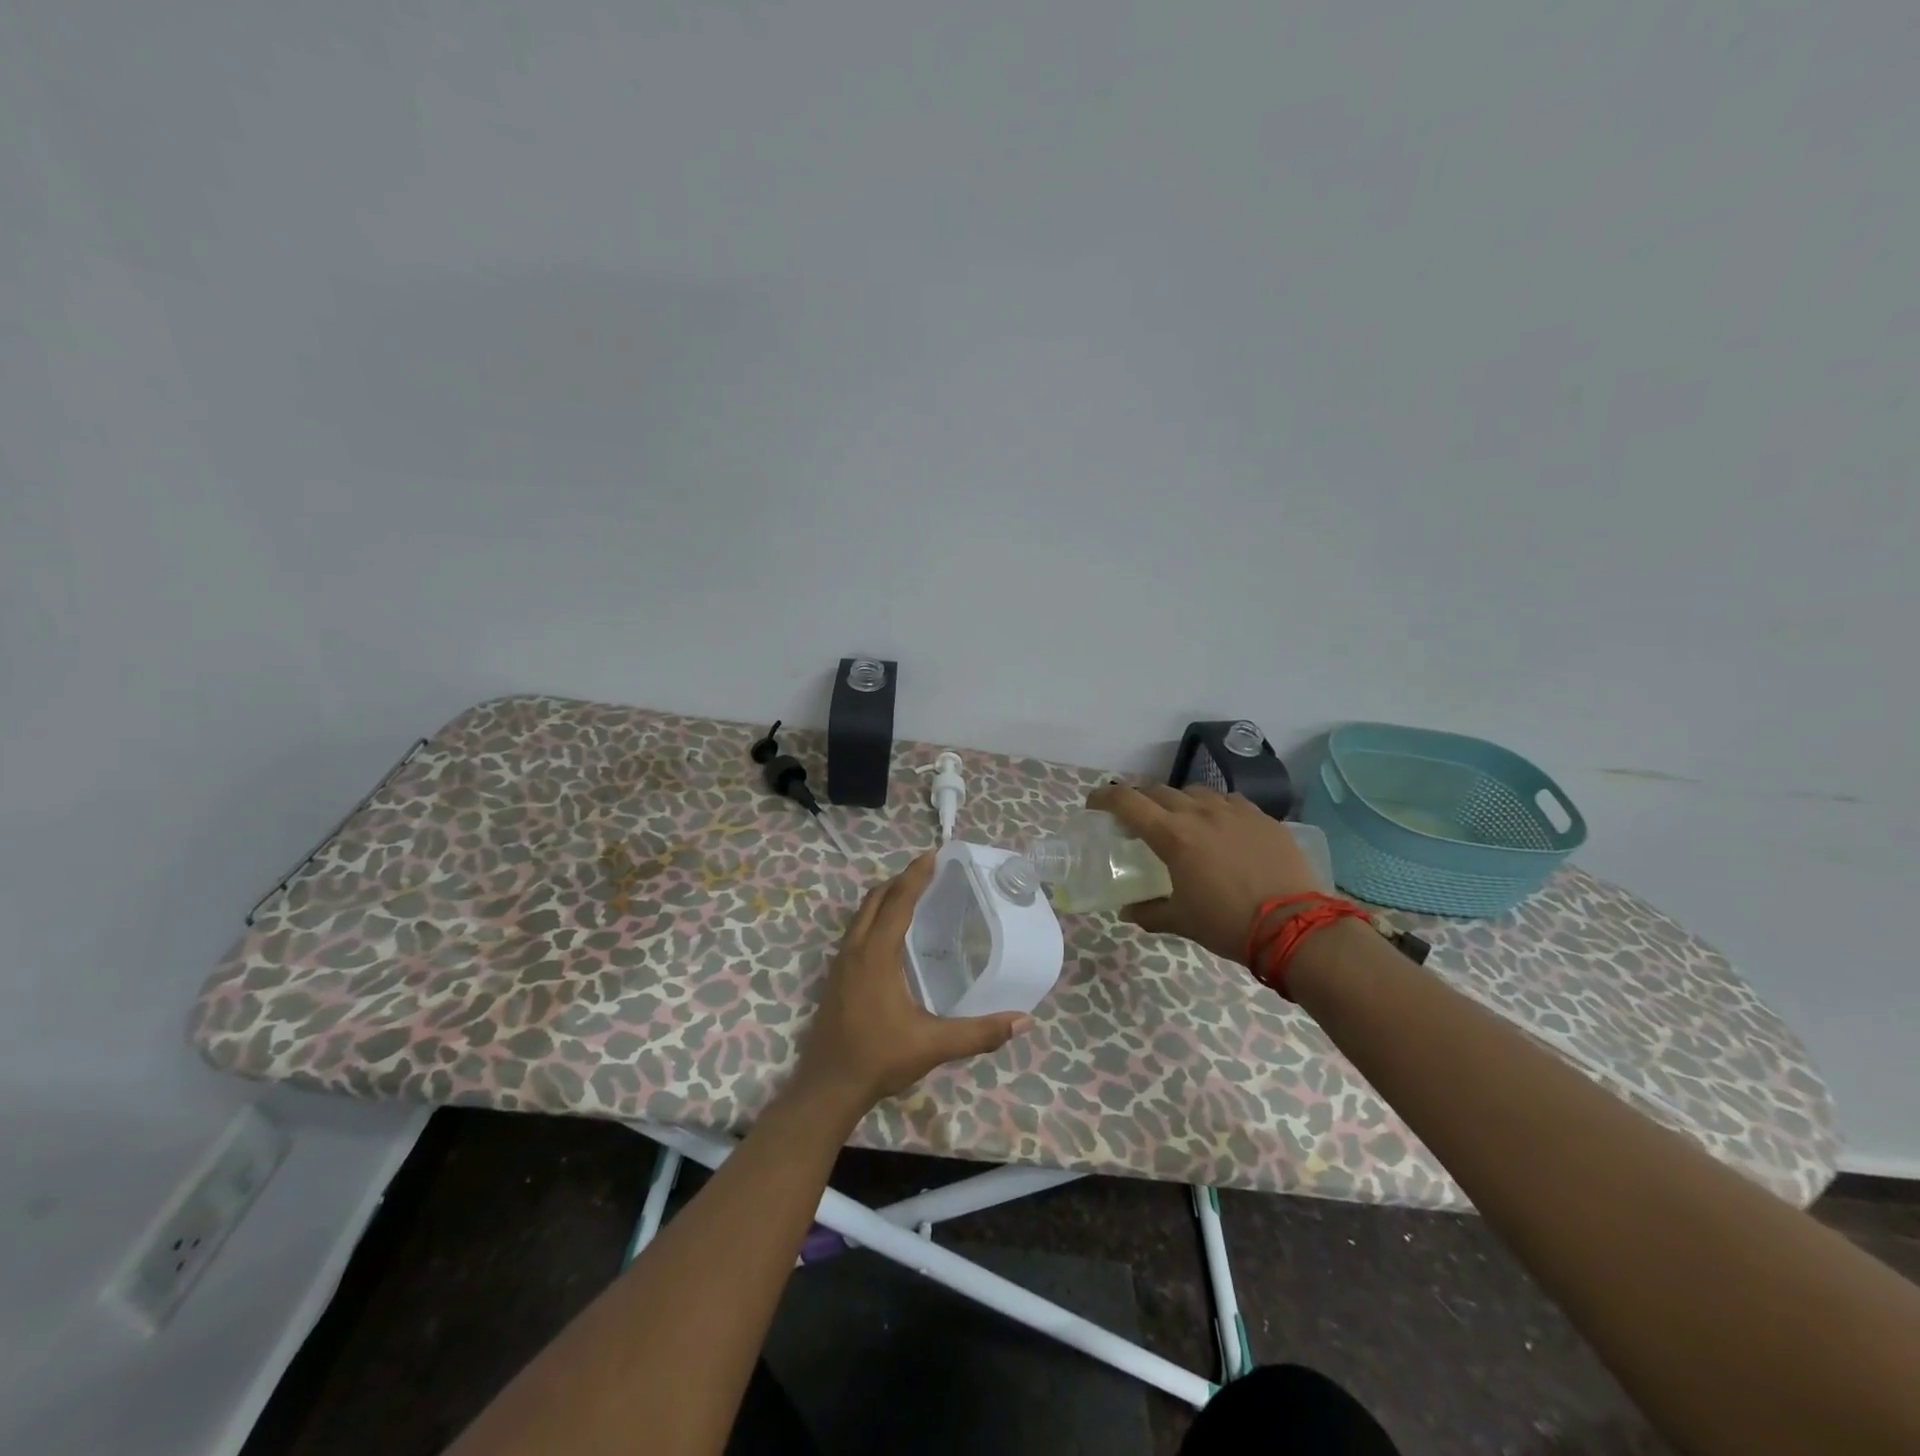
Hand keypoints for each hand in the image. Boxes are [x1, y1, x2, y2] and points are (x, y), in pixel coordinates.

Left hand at [788, 853, 1031, 1120]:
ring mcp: (841, 963)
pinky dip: (874, 917)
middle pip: (875, 899)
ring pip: (861, 914)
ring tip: (911, 893)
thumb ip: (980, 1033)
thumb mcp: (933, 1045)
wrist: (827, 1087)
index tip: (933, 854)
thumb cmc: (879, 1058)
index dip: (916, 876)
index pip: (898, 901)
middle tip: (928, 870)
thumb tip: (1025, 1020)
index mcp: (876, 954)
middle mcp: (855, 950)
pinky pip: (856, 931)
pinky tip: (891, 935)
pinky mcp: (836, 977)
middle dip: (900, 880)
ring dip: (884, 897)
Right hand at [1086, 783, 1322, 964]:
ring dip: (1178, 802)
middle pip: (1158, 791)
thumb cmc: (1228, 923)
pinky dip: (1215, 809)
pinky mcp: (1262, 817)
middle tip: (1135, 819)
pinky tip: (1221, 827)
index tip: (1093, 804)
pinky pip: (1230, 802)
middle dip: (1140, 801)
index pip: (1127, 802)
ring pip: (1195, 792)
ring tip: (1181, 822)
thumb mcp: (1182, 921)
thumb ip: (1149, 912)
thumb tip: (1128, 911)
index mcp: (1173, 835)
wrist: (1296, 926)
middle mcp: (1199, 813)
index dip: (1104, 798)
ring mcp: (1234, 811)